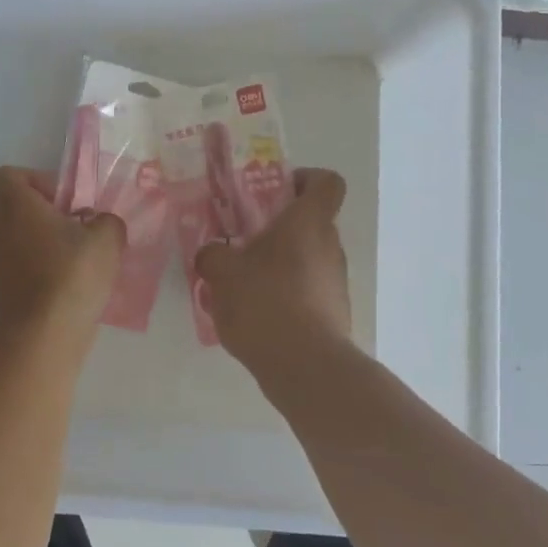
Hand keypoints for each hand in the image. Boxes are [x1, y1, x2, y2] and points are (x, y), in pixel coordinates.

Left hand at [0, 167, 124, 336]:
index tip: (59, 201)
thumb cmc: (74, 272)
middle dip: (34, 218)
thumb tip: (99, 224)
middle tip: (67, 233)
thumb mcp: (107, 238)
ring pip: (2, 244)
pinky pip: (0, 276)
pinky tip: (41, 290)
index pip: (5, 177)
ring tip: (57, 265)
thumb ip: (105, 222)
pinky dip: (16, 278)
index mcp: (14, 205)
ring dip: (24, 248)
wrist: (46, 332)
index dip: (32, 182)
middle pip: (6, 211)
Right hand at [195, 168, 350, 365]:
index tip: (275, 191)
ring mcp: (335, 282)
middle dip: (277, 228)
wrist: (305, 367)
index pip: (326, 182)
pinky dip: (284, 294)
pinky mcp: (333, 313)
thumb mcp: (222, 272)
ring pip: (306, 258)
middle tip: (241, 240)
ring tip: (241, 282)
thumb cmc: (265, 302)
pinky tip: (254, 314)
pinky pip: (305, 290)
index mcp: (308, 223)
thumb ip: (212, 254)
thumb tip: (212, 253)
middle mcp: (330, 246)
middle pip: (310, 222)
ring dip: (277, 263)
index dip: (305, 179)